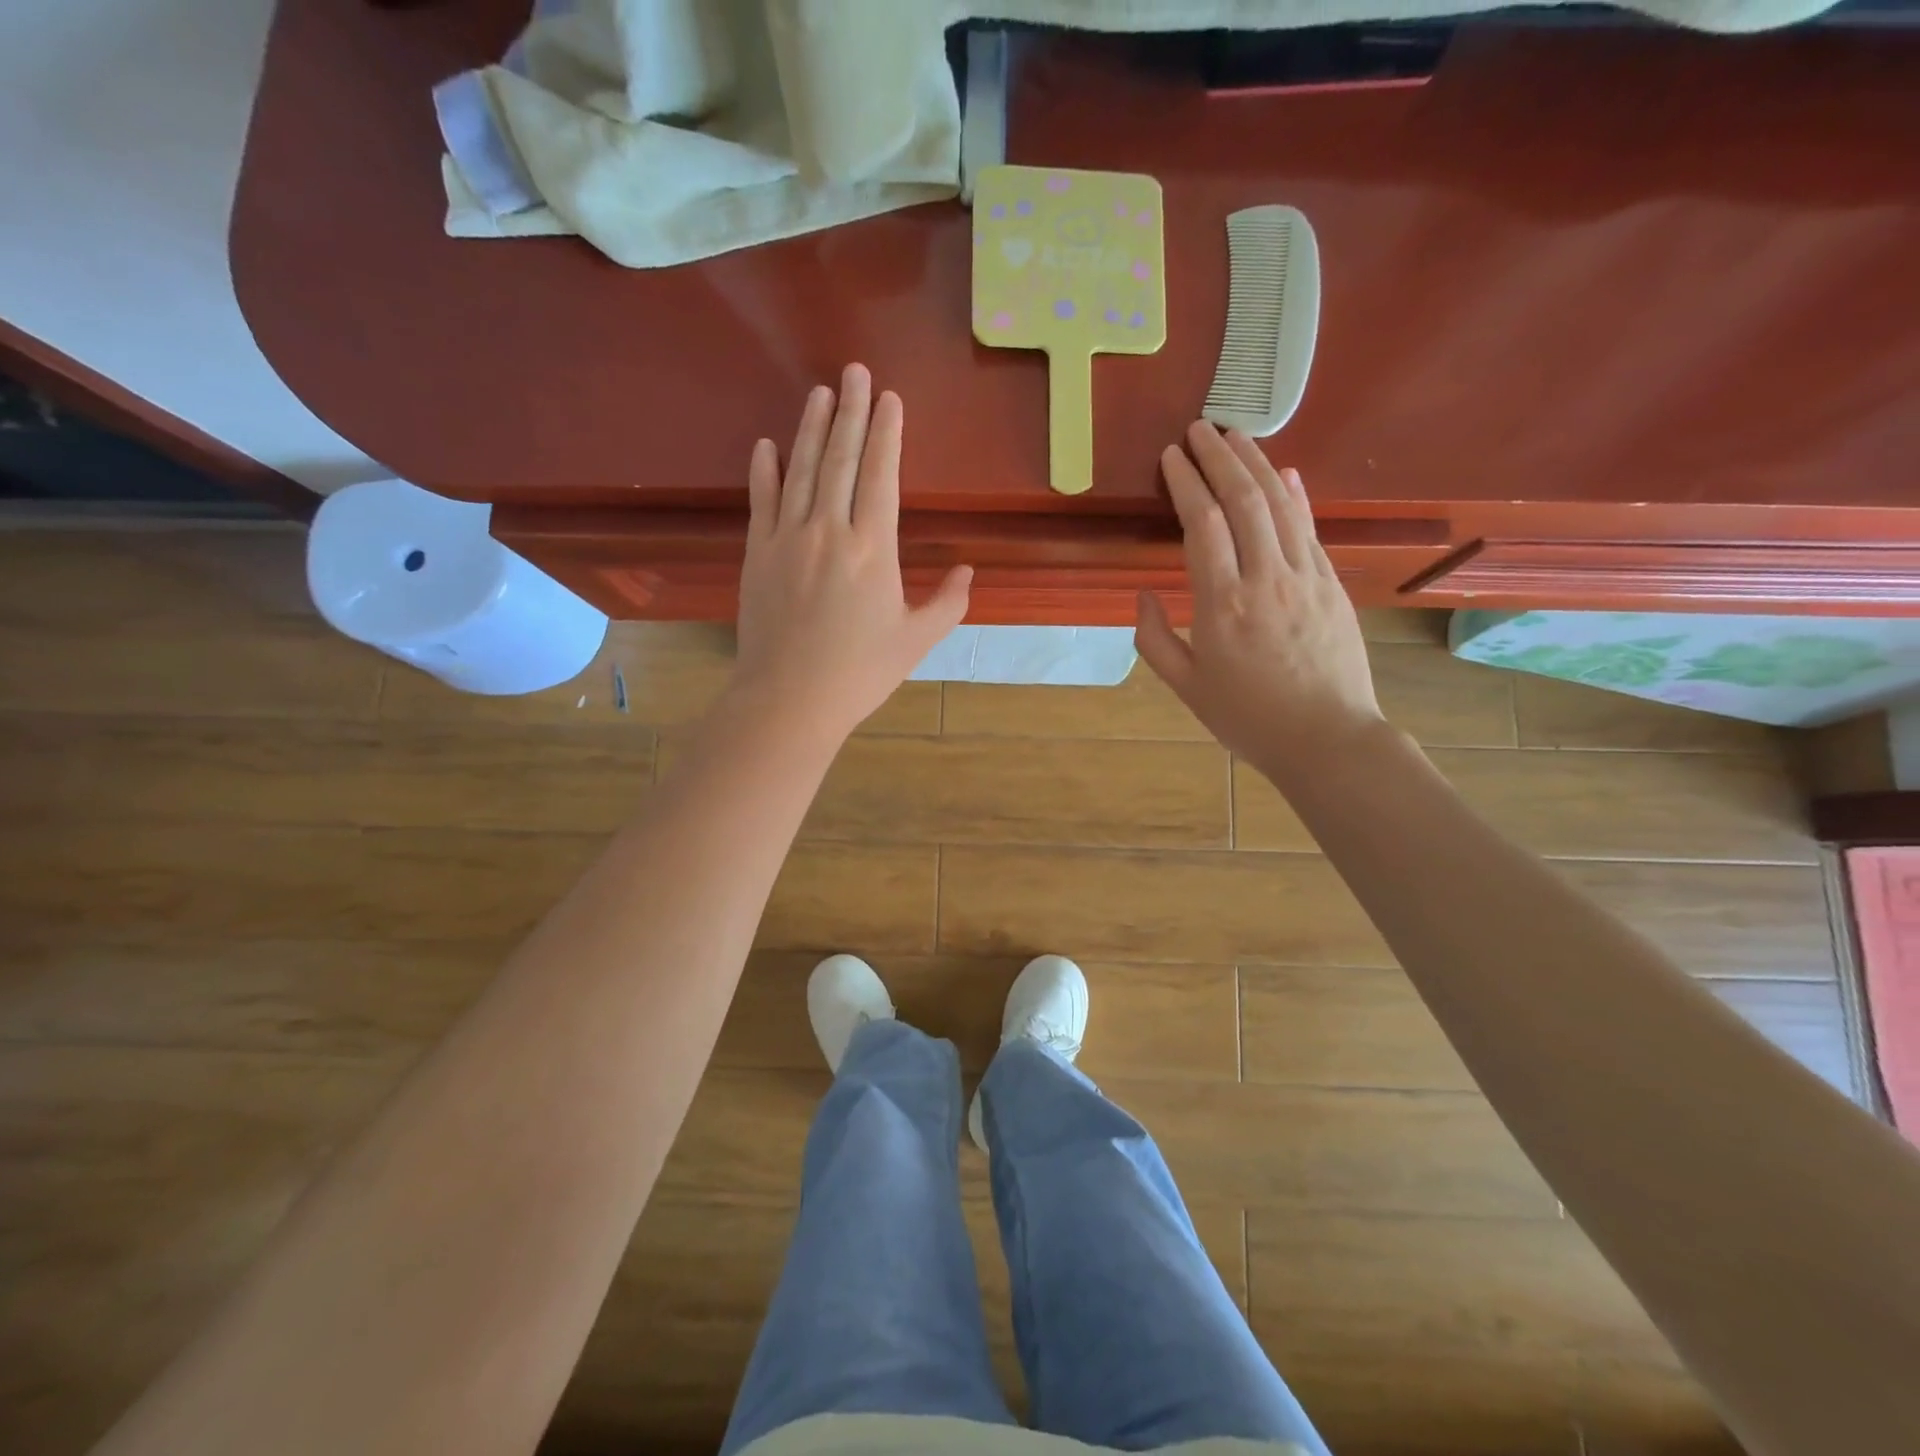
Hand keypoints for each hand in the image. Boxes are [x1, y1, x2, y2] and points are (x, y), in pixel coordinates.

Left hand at [729, 364, 971, 746]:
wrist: (790, 699)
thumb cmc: (859, 673)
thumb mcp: (916, 641)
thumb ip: (949, 602)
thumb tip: (969, 569)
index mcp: (873, 548)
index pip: (882, 474)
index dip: (887, 432)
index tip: (890, 398)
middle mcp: (829, 530)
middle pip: (842, 458)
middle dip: (852, 411)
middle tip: (856, 370)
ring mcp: (788, 538)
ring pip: (802, 469)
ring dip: (813, 427)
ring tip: (821, 391)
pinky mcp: (758, 553)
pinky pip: (762, 500)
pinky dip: (765, 470)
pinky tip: (768, 444)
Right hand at [1135, 422, 1384, 778]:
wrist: (1326, 738)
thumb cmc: (1247, 718)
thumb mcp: (1186, 687)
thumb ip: (1155, 639)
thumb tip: (1144, 595)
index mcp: (1222, 605)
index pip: (1203, 524)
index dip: (1185, 483)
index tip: (1171, 456)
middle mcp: (1265, 578)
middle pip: (1243, 500)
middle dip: (1218, 458)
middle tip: (1198, 428)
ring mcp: (1305, 577)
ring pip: (1280, 505)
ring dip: (1256, 464)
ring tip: (1234, 435)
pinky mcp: (1330, 584)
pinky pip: (1309, 528)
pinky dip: (1295, 495)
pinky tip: (1284, 472)